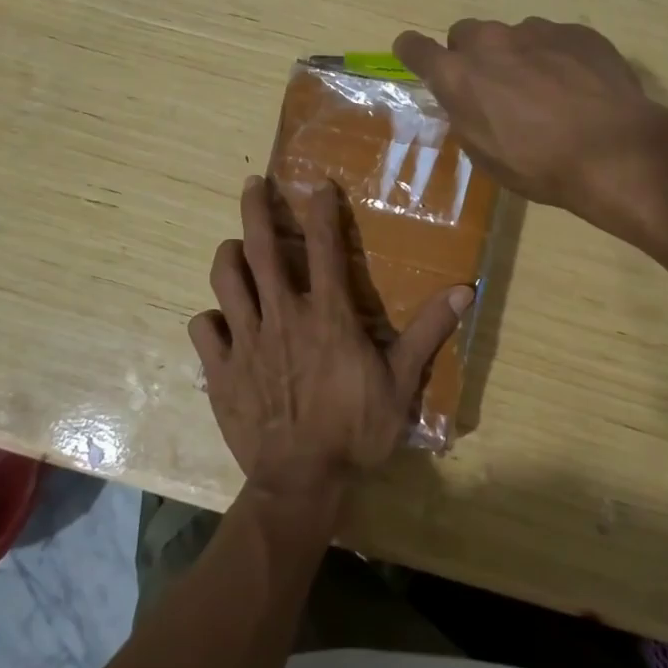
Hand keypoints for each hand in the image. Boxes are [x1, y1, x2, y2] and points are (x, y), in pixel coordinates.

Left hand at [190, 176, 474, 507]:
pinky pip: (203, 329)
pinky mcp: (220, 369)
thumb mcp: (402, 383)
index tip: (318, 186)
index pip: (324, 247)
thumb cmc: (356, 430)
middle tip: (252, 185)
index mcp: (327, 315)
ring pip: (226, 279)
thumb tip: (465, 290)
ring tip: (234, 248)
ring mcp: (246, 340)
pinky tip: (218, 320)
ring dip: (228, 256)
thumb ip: (428, 332)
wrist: (301, 482)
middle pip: (261, 248)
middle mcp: (282, 315)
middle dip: (255, 209)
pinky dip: (209, 318)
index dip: (321, 210)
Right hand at [394, 17, 667, 223]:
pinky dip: (556, 57)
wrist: (613, 150)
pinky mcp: (576, 31)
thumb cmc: (539, 165)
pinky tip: (578, 88)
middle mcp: (491, 42)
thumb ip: (467, 116)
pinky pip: (554, 39)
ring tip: (546, 92)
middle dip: (473, 55)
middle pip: (466, 34)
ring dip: (517, 57)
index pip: (415, 48)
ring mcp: (537, 30)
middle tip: (493, 87)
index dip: (413, 52)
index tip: (417, 57)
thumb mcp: (486, 154)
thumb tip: (466, 101)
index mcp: (459, 76)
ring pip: (513, 36)